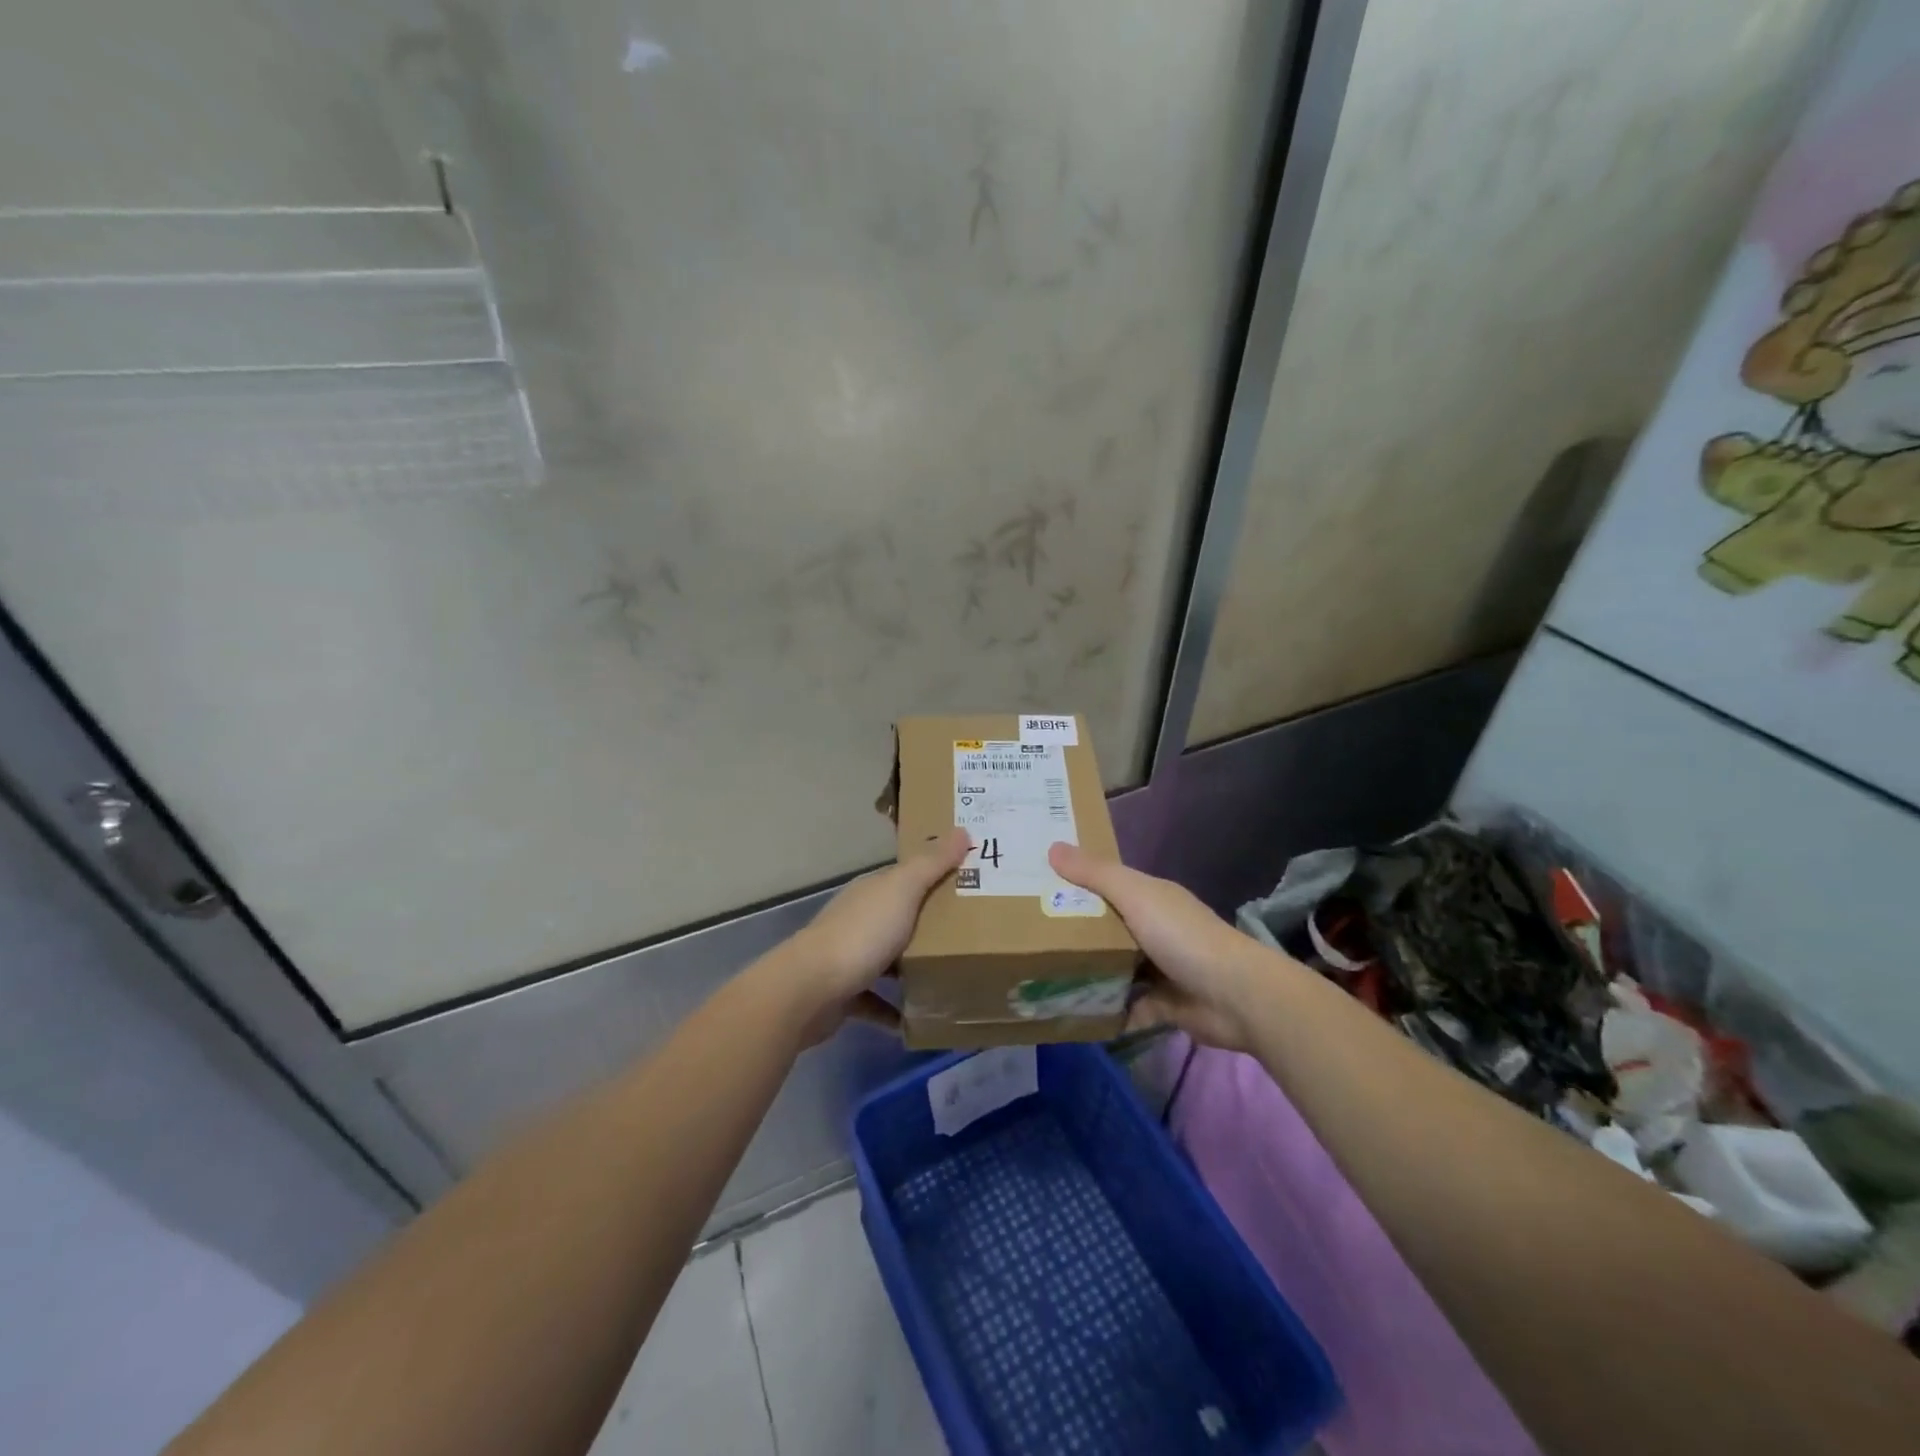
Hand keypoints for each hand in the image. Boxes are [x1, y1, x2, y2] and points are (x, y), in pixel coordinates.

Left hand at [776, 828, 971, 1043]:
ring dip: (912, 968)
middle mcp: (859, 919)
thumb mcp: (902, 891)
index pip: (907, 877)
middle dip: (930, 924)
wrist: (809, 990)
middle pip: (900, 917)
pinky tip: (918, 1019)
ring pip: (888, 959)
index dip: (936, 875)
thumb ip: (931, 864)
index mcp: (872, 891)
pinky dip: (895, 1010)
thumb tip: (962, 829)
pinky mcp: (845, 995)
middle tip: (973, 933)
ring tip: (950, 976)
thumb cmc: (862, 934)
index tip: (971, 882)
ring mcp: (849, 957)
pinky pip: (876, 1002)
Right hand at [1048, 842, 1272, 1049]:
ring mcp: (1161, 969)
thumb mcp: (1135, 896)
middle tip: (1029, 937)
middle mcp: (1155, 929)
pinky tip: (1075, 1014)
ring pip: (1116, 969)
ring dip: (1089, 974)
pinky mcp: (1164, 1006)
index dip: (1076, 884)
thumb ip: (1095, 874)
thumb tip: (1052, 847)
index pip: (1107, 885)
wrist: (1236, 996)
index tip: (1037, 887)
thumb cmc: (1181, 936)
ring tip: (1043, 978)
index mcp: (1150, 898)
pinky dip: (1107, 1011)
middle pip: (1108, 928)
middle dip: (1076, 933)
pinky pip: (1127, 1007)